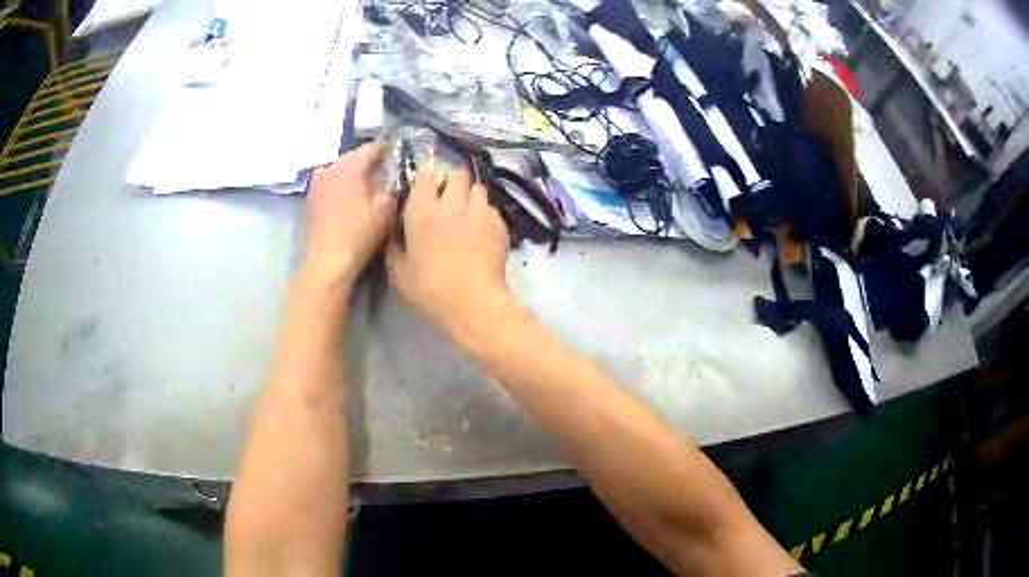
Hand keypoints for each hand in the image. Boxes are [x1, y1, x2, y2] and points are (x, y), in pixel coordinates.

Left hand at [305, 140, 395, 286]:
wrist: (328, 259)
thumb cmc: (360, 233)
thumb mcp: (386, 208)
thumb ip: (390, 186)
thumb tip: (388, 176)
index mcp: (350, 167)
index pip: (371, 148)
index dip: (385, 147)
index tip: (396, 148)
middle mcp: (331, 168)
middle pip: (353, 156)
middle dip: (368, 160)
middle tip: (383, 167)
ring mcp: (317, 182)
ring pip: (339, 167)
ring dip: (352, 171)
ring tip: (365, 181)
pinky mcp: (311, 197)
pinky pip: (329, 180)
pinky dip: (339, 181)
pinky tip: (347, 193)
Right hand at [387, 165, 509, 333]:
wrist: (472, 301)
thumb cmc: (430, 288)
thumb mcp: (399, 272)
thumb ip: (394, 248)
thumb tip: (394, 236)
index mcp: (422, 210)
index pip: (426, 174)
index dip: (427, 179)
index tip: (426, 191)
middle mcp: (451, 203)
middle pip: (457, 173)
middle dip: (454, 183)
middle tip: (450, 201)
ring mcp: (479, 210)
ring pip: (478, 187)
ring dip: (472, 196)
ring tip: (469, 214)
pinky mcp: (499, 223)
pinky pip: (492, 208)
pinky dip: (486, 215)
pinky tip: (483, 233)